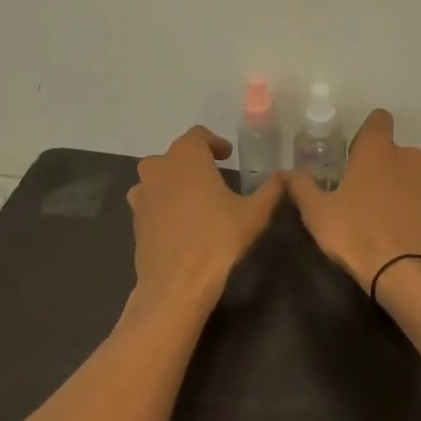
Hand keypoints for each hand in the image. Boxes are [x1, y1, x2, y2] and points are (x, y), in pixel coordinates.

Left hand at [127, 126, 283, 313]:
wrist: (176, 284)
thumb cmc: (218, 240)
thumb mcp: (255, 214)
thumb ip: (271, 189)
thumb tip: (286, 175)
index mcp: (186, 156)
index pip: (199, 135)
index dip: (215, 143)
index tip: (228, 157)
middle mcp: (158, 167)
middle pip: (177, 154)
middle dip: (196, 162)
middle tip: (216, 177)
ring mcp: (142, 193)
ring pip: (160, 176)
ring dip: (177, 181)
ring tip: (197, 199)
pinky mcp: (135, 218)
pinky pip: (151, 200)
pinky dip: (165, 202)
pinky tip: (182, 221)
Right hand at [287, 109, 420, 292]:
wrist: (404, 275)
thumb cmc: (355, 234)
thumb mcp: (316, 212)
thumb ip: (301, 186)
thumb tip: (286, 172)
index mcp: (378, 151)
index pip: (379, 119)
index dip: (367, 133)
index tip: (355, 155)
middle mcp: (410, 160)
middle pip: (396, 153)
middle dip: (383, 166)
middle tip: (363, 193)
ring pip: (415, 179)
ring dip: (402, 190)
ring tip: (384, 217)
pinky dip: (417, 215)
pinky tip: (403, 236)